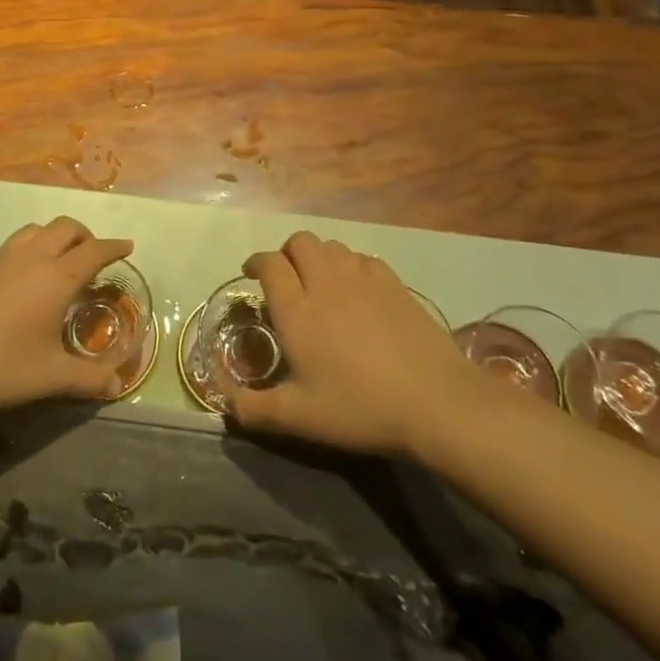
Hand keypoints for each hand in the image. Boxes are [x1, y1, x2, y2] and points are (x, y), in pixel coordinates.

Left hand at [0, 217, 133, 421]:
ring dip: (56, 237)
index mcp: (57, 277)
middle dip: (86, 236)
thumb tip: (116, 384)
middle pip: (66, 227)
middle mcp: (31, 258)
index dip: (114, 247)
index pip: (94, 250)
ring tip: (60, 262)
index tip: (127, 246)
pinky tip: (23, 281)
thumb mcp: (49, 378)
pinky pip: (13, 244)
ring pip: (36, 229)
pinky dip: (31, 248)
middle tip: (94, 257)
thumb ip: (88, 379)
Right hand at [221, 232, 466, 457]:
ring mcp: (363, 278)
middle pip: (300, 242)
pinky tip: (356, 290)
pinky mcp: (394, 283)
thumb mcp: (299, 418)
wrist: (435, 401)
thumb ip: (253, 408)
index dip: (256, 263)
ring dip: (318, 256)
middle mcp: (326, 282)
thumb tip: (224, 402)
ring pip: (332, 245)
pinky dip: (350, 265)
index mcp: (297, 309)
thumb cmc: (359, 408)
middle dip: (287, 253)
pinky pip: (362, 257)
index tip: (252, 275)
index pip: (269, 263)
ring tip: (319, 283)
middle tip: (286, 279)